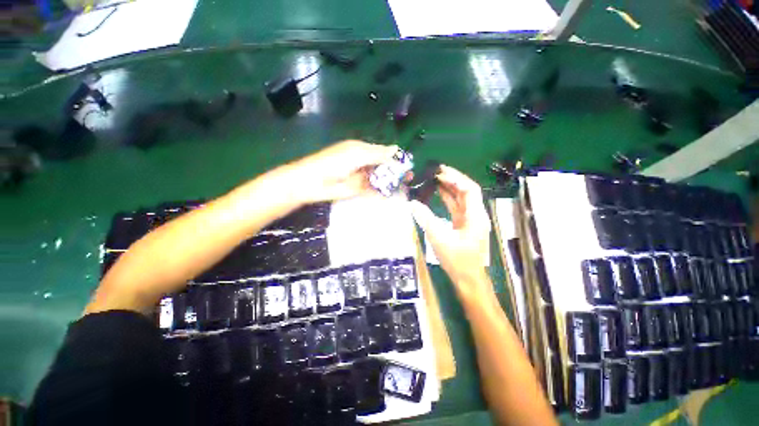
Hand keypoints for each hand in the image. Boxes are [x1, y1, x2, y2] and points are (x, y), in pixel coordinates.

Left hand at [285, 140, 399, 203]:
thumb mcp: (357, 154)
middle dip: (396, 172)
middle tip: (408, 179)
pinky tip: (391, 194)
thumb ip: (377, 153)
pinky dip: (382, 191)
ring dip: (391, 182)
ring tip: (404, 187)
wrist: (312, 182)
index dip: (395, 159)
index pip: (384, 153)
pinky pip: (373, 189)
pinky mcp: (358, 189)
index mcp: (363, 150)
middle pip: (383, 166)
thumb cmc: (334, 163)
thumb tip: (396, 149)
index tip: (407, 167)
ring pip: (380, 178)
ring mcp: (362, 177)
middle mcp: (364, 163)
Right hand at [409, 165, 491, 299]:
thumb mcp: (439, 238)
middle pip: (467, 191)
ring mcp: (471, 220)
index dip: (456, 178)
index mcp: (475, 216)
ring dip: (450, 188)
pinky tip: (439, 194)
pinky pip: (457, 208)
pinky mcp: (464, 226)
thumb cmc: (456, 260)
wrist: (467, 279)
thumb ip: (425, 219)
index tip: (440, 172)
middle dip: (453, 180)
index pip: (470, 189)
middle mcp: (476, 215)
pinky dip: (449, 199)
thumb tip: (412, 203)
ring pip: (462, 199)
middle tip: (436, 172)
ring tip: (436, 179)